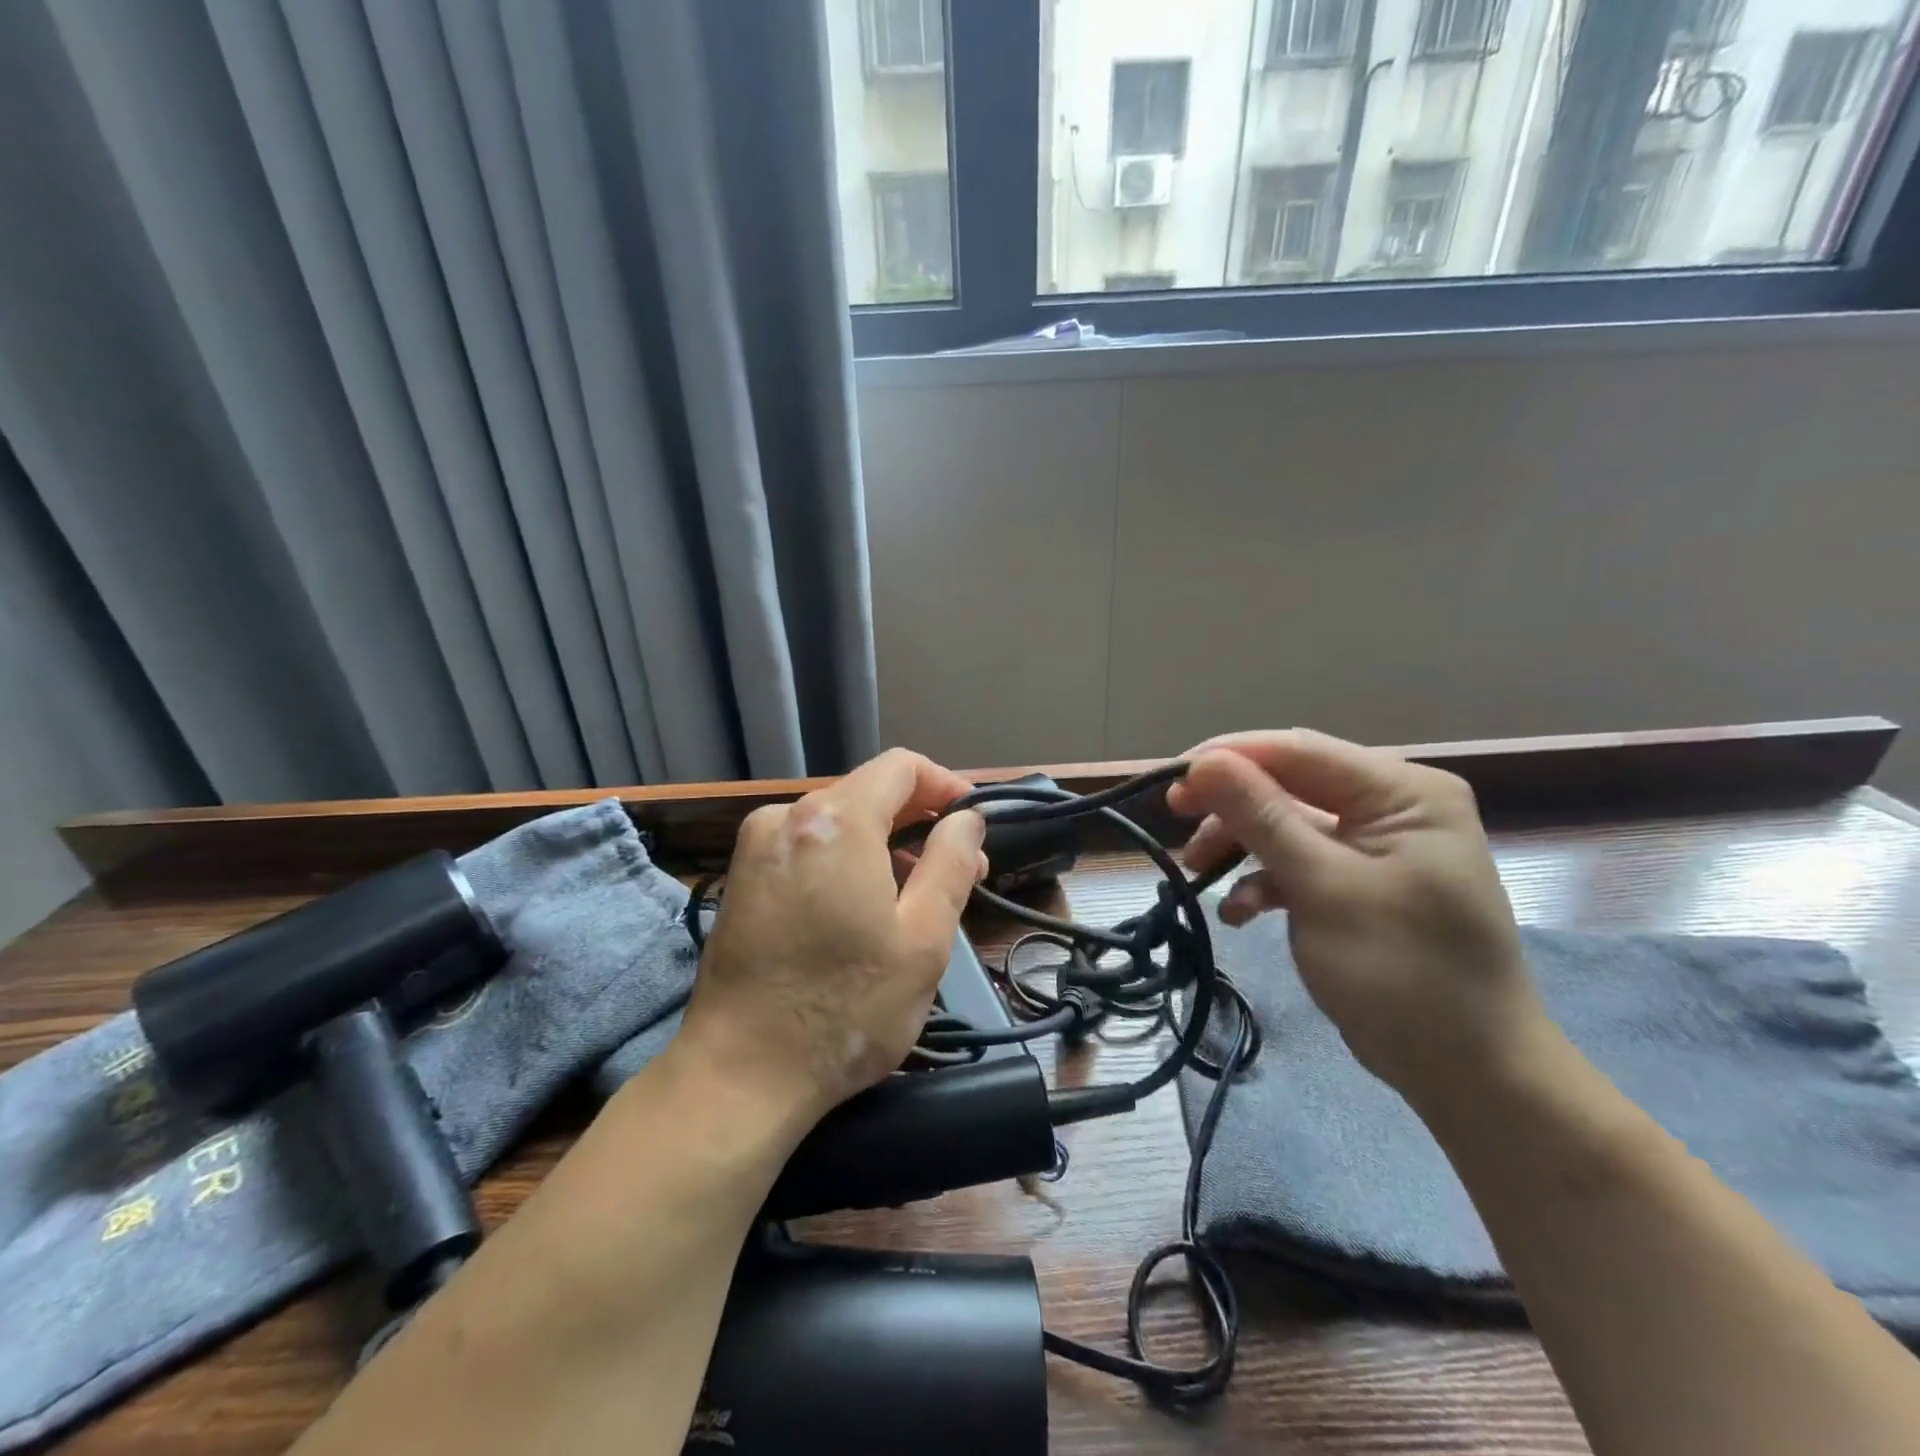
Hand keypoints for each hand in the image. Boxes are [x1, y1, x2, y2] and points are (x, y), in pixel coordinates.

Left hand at [678, 749, 987, 1124]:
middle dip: (918, 821)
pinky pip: (808, 847)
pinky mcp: (742, 878)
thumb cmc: (845, 1009)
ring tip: (916, 896)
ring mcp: (756, 847)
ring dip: (883, 844)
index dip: (945, 785)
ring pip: (838, 822)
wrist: (739, 1075)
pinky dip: (846, 860)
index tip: (972, 821)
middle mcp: (786, 817)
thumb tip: (967, 819)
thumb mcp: (922, 939)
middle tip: (958, 870)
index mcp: (834, 821)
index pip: (901, 767)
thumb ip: (951, 863)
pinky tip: (863, 907)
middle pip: (868, 792)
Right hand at [1167, 729, 1551, 1103]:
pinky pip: (1297, 863)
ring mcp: (1374, 846)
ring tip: (1196, 874)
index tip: (1169, 782)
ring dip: (1238, 846)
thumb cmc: (1404, 973)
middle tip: (1176, 824)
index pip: (1298, 751)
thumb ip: (1262, 817)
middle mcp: (1391, 806)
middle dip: (1230, 808)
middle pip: (1288, 784)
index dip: (1228, 758)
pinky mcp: (1357, 882)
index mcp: (1402, 791)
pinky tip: (1241, 914)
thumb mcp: (1324, 889)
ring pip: (1284, 823)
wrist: (1468, 1074)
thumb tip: (1204, 762)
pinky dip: (1263, 881)